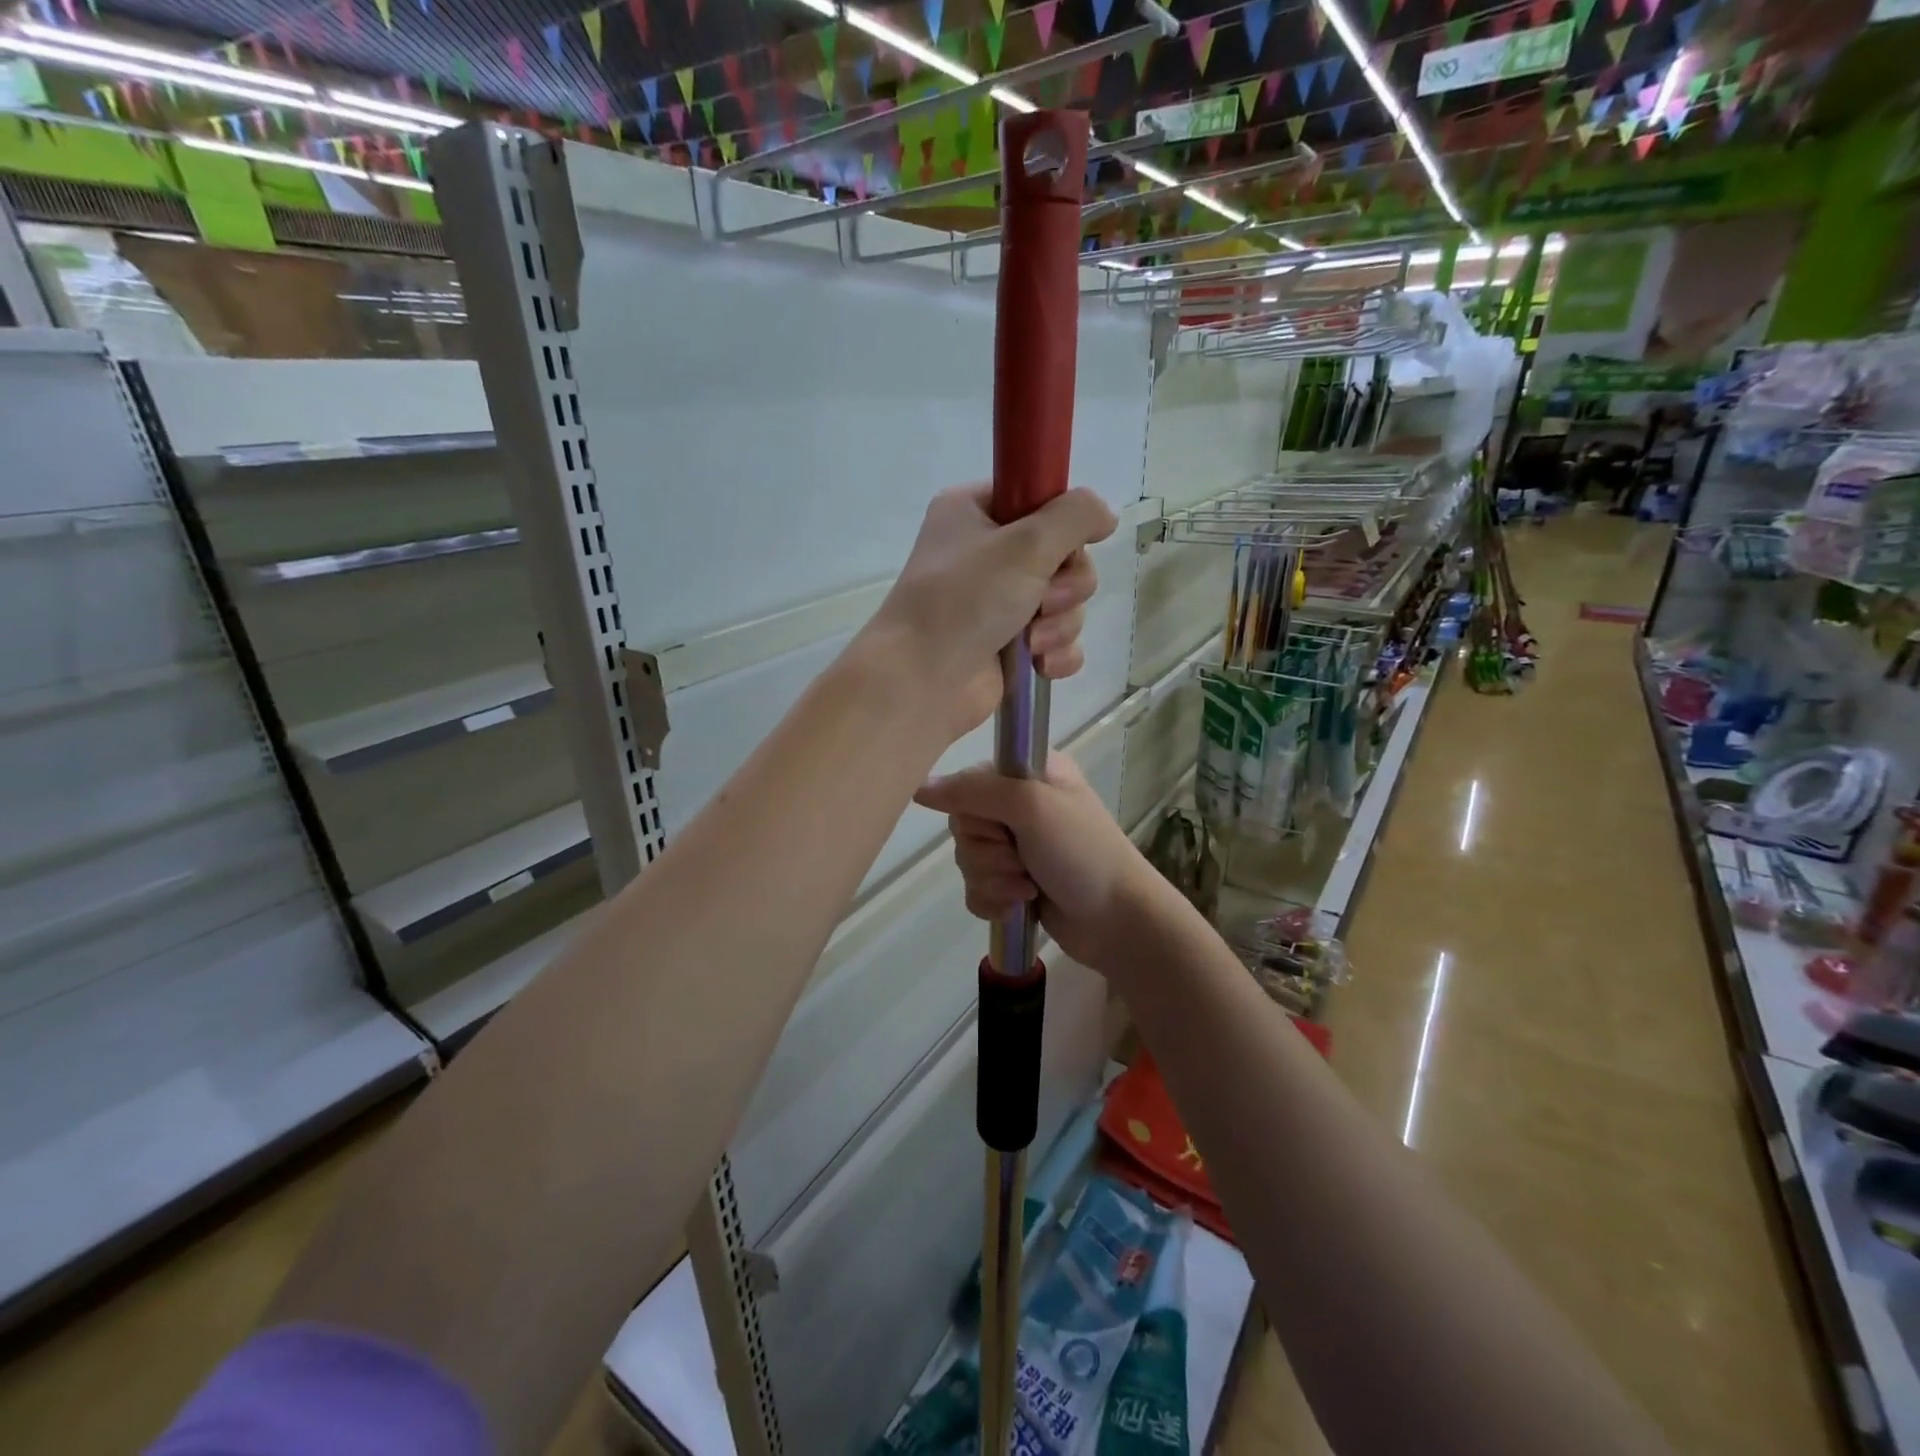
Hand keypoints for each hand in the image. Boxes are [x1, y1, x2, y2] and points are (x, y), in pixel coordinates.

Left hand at [865, 485, 1116, 739]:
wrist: (922, 681)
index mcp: (975, 512)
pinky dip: (1057, 652)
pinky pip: (1058, 640)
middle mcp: (985, 553)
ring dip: (1060, 623)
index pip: (1039, 500)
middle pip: (1063, 555)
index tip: (1071, 544)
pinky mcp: (1010, 645)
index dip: (1063, 524)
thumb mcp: (1026, 543)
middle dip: (1066, 585)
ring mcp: (997, 602)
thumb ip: (1076, 516)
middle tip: (1044, 601)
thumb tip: (1105, 515)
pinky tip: (1041, 665)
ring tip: (1032, 642)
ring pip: (1065, 602)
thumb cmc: (965, 600)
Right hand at [914, 754, 1169, 971]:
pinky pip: (975, 889)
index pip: (968, 781)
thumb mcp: (1031, 806)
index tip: (1002, 824)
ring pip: (967, 860)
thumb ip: (973, 791)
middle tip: (1022, 859)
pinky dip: (994, 900)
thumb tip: (919, 786)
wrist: (1118, 920)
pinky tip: (1020, 905)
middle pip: (963, 825)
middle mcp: (1020, 804)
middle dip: (988, 852)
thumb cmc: (1081, 852)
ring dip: (995, 879)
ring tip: (1029, 886)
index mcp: (1029, 772)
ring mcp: (1017, 846)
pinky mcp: (1013, 883)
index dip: (976, 810)